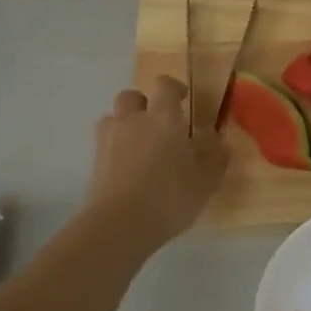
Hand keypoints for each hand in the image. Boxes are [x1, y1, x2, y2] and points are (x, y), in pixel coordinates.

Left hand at [87, 76, 227, 242]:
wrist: (121, 223)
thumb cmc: (171, 196)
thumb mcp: (207, 179)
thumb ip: (215, 154)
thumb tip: (216, 137)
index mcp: (164, 117)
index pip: (165, 86)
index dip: (173, 88)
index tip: (183, 100)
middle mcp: (133, 120)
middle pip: (131, 96)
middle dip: (144, 104)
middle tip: (158, 124)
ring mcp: (109, 139)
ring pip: (114, 118)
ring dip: (126, 124)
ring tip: (139, 146)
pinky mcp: (95, 161)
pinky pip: (105, 143)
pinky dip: (115, 148)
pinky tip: (127, 168)